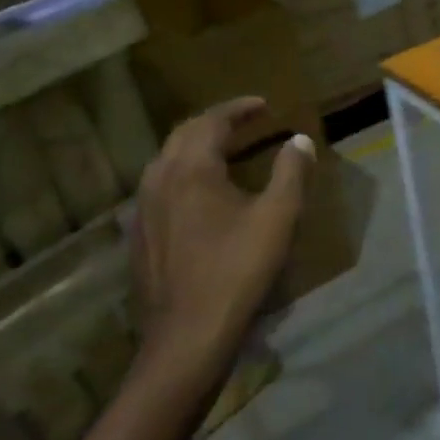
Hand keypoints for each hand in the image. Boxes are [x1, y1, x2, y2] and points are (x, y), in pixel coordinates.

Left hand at [129, 97, 313, 386]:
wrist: (187, 335)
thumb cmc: (237, 271)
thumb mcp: (277, 218)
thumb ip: (291, 173)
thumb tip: (299, 140)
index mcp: (190, 168)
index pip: (211, 121)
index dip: (239, 108)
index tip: (264, 104)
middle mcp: (158, 179)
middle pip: (184, 135)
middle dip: (216, 122)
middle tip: (246, 122)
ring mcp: (143, 209)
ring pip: (167, 161)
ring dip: (196, 147)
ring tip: (224, 150)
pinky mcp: (140, 235)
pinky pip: (160, 187)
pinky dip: (183, 174)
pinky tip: (199, 194)